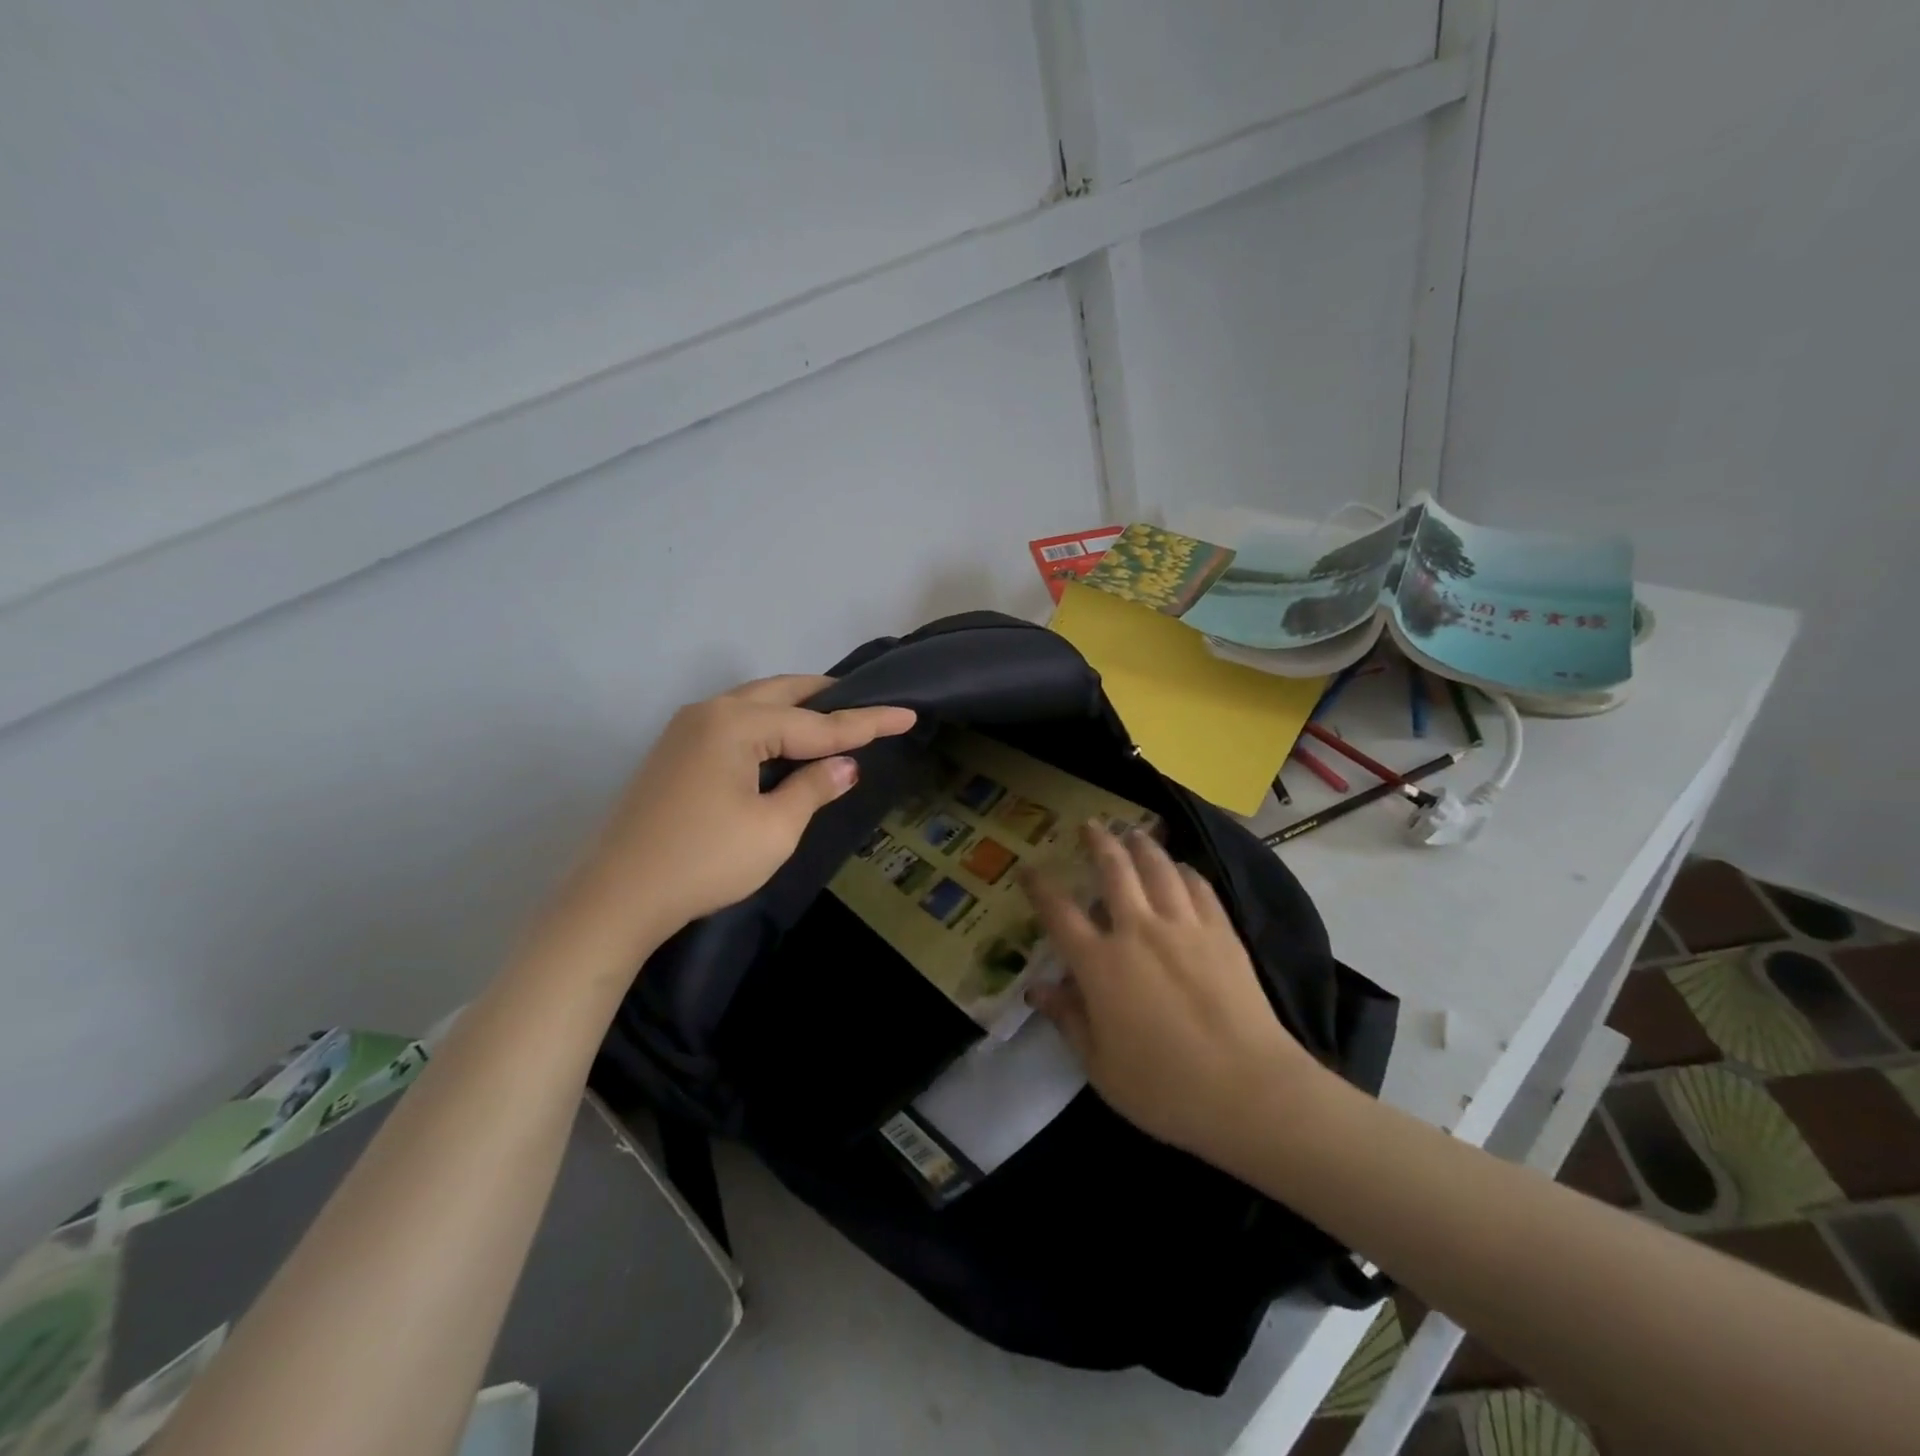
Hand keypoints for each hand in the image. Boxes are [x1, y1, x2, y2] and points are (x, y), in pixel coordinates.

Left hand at [575, 675, 914, 948]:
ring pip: (755, 703)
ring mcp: (686, 729)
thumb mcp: (774, 829)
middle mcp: (709, 712)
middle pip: (782, 693)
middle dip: (828, 698)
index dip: (867, 722)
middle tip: (868, 704)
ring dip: (796, 708)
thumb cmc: (704, 862)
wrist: (617, 898)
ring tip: (833, 718)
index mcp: (736, 724)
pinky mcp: (675, 752)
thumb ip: (813, 788)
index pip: (818, 723)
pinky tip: (785, 742)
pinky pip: (734, 721)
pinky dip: (768, 724)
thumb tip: (846, 766)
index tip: (908, 713)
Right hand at [1021, 822, 1325, 1173]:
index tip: (1028, 868)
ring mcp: (1183, 926)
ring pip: (1158, 868)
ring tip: (1133, 831)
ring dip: (1142, 845)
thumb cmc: (1165, 1088)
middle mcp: (1138, 931)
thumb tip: (1036, 988)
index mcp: (1100, 964)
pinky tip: (1181, 867)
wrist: (1250, 1091)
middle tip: (1089, 824)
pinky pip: (1199, 887)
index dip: (1040, 887)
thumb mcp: (1100, 1066)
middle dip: (1097, 842)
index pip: (1060, 913)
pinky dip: (1185, 871)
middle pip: (1113, 870)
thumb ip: (1068, 1020)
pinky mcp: (1222, 932)